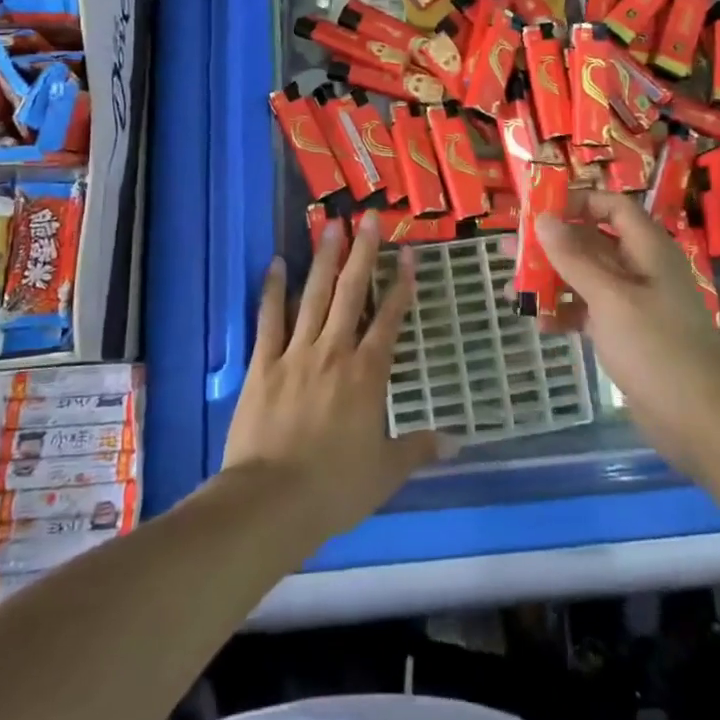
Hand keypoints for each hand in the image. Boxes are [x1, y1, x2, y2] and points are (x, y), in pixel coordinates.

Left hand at [222, 212, 440, 538]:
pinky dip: (273, 289)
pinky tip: (275, 263)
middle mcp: (334, 351)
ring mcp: (295, 353)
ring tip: (330, 225)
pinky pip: (269, 319)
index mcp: (367, 374)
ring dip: (323, 258)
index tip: (408, 255)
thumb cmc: (334, 487)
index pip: (389, 319)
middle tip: (367, 218)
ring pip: (313, 295)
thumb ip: (419, 449)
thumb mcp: (385, 472)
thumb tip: (457, 442)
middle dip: (362, 253)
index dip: (401, 285)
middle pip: (351, 293)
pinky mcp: (262, 363)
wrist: (271, 501)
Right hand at [534, 192, 719, 478]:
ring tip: (513, 288)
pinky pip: (591, 312)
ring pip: (587, 278)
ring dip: (553, 280)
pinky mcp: (627, 334)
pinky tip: (539, 324)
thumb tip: (543, 218)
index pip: (612, 207)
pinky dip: (566, 313)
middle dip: (552, 244)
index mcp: (648, 250)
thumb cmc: (656, 349)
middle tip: (510, 249)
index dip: (577, 202)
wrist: (699, 421)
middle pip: (593, 242)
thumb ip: (574, 258)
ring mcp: (635, 303)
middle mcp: (642, 269)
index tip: (537, 211)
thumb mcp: (610, 298)